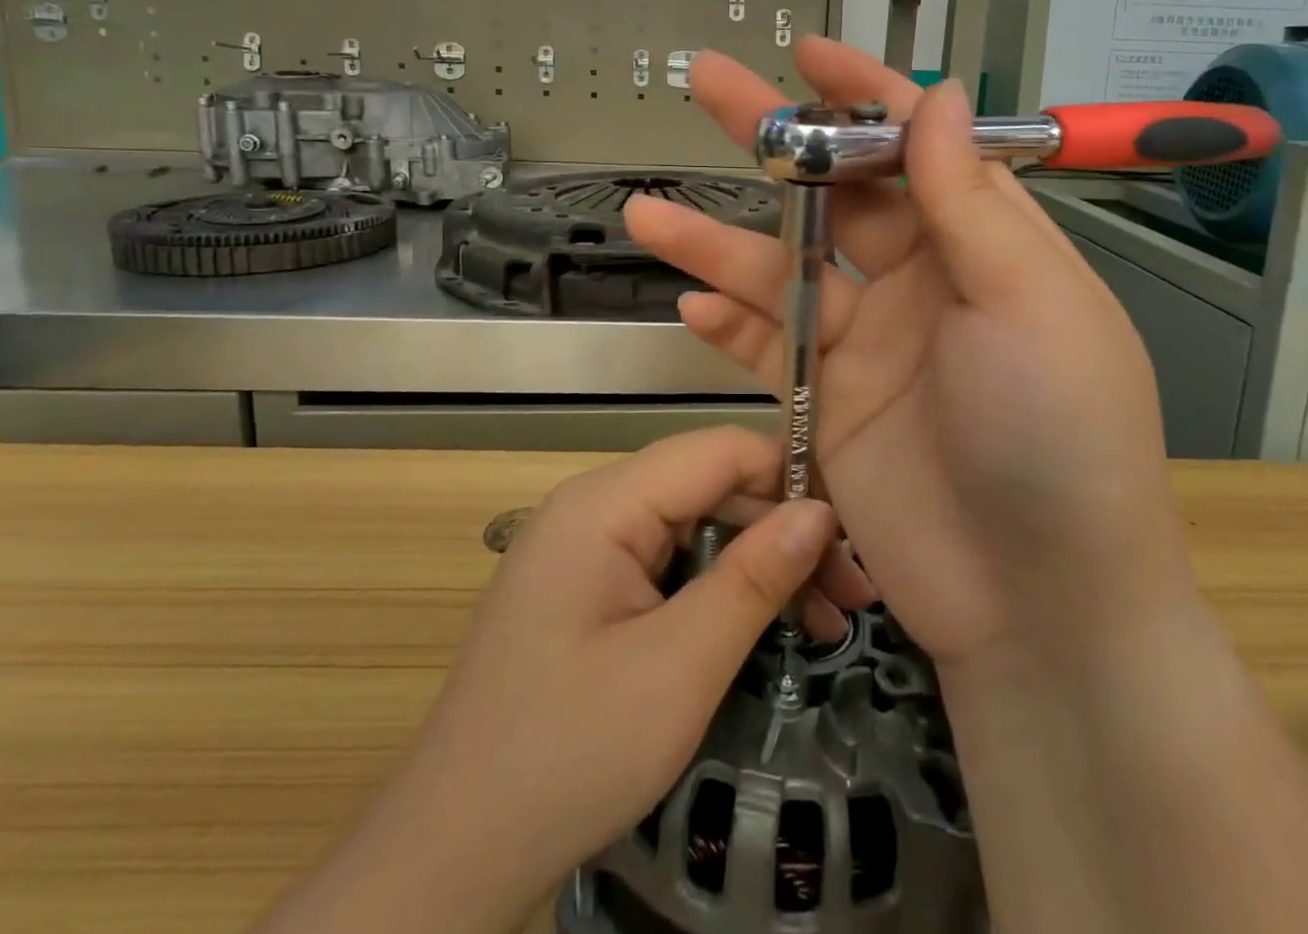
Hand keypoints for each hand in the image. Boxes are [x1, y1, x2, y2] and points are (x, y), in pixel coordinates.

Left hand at [266, 428, 871, 933]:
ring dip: (759, 565)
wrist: (454, 857)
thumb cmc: (568, 754)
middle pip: (709, 488)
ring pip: (695, 527)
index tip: (854, 526)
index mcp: (603, 502)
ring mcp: (588, 547)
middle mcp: (593, 506)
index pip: (716, 450)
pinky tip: (766, 625)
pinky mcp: (590, 587)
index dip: (788, 474)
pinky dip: (722, 588)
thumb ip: (753, 578)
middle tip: (853, 593)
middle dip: (783, 531)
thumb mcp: (679, 668)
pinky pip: (670, 563)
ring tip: (828, 619)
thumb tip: (821, 510)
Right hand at [625, 38, 1196, 670]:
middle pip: (835, 194)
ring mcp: (869, 344)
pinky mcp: (828, 403)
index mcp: (981, 244)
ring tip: (649, 211)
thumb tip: (940, 95)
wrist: (1039, 600)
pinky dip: (730, 325)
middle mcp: (922, 282)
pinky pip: (769, 347)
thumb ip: (969, 199)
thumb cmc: (1056, 433)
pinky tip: (688, 304)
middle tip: (708, 85)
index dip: (863, 94)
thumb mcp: (1026, 301)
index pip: (916, 144)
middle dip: (774, 140)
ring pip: (782, 271)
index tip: (807, 54)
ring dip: (718, 242)